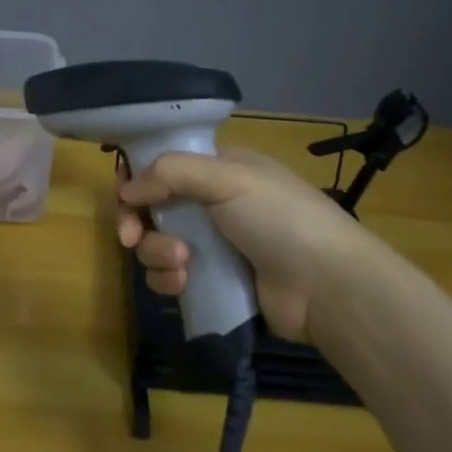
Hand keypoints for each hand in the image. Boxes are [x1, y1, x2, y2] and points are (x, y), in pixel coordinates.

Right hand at [117, 148, 371, 343]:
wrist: (327, 285)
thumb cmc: (281, 218)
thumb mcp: (229, 179)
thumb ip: (171, 173)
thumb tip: (126, 189)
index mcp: (220, 170)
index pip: (165, 165)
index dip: (138, 177)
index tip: (125, 195)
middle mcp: (213, 204)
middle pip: (153, 207)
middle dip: (138, 221)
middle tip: (131, 236)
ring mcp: (213, 246)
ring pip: (158, 245)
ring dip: (157, 254)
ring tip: (181, 263)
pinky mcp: (212, 283)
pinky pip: (171, 277)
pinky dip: (168, 280)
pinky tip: (182, 284)